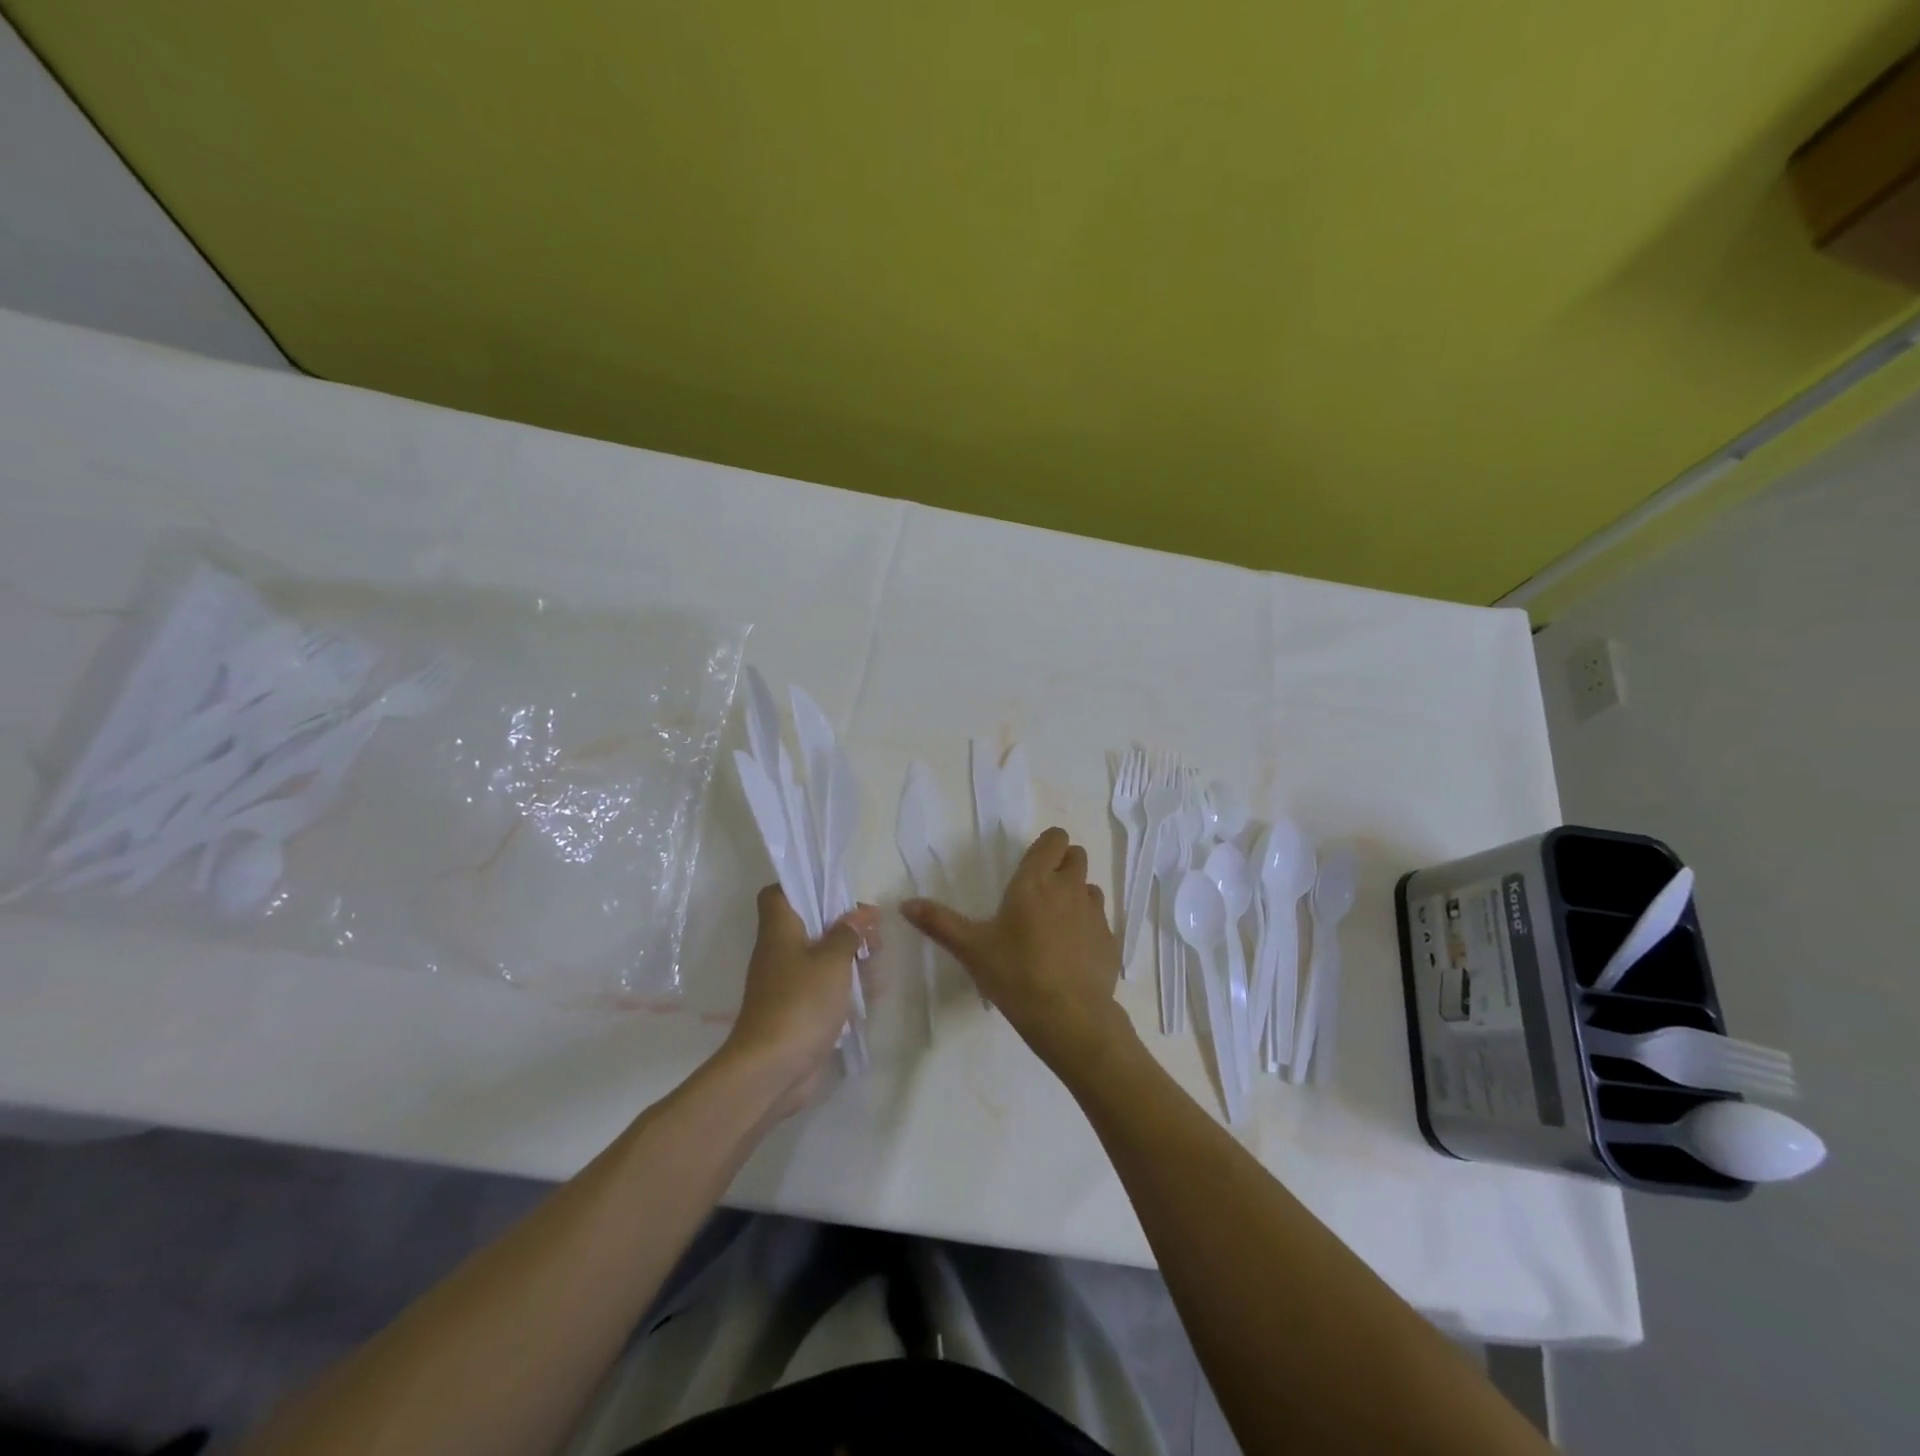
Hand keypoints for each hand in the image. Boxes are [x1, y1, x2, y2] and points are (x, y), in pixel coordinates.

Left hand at [723, 886, 880, 1118]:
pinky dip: (843, 987)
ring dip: (847, 957)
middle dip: (841, 925)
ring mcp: (785, 984)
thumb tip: (857, 916)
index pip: (777, 893)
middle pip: (807, 925)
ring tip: (878, 962)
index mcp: (779, 930)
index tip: (836, 893)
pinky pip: (821, 988)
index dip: (803, 886)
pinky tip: (870, 992)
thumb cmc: (801, 1002)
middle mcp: (777, 952)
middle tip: (872, 932)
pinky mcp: (795, 1011)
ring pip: (818, 958)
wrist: (772, 1069)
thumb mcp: (833, 960)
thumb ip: (847, 934)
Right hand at [902, 827, 1129, 1077]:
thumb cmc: (1016, 975)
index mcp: (1035, 881)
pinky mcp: (1110, 940)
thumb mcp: (971, 949)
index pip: (1054, 839)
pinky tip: (1071, 953)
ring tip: (1055, 923)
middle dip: (1062, 864)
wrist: (1070, 1018)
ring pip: (1089, 887)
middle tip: (1040, 891)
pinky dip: (1087, 927)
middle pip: (1076, 856)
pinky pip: (1100, 920)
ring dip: (1076, 895)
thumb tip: (905, 904)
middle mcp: (1069, 888)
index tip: (1031, 865)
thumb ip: (939, 923)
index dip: (1046, 846)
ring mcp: (1094, 914)